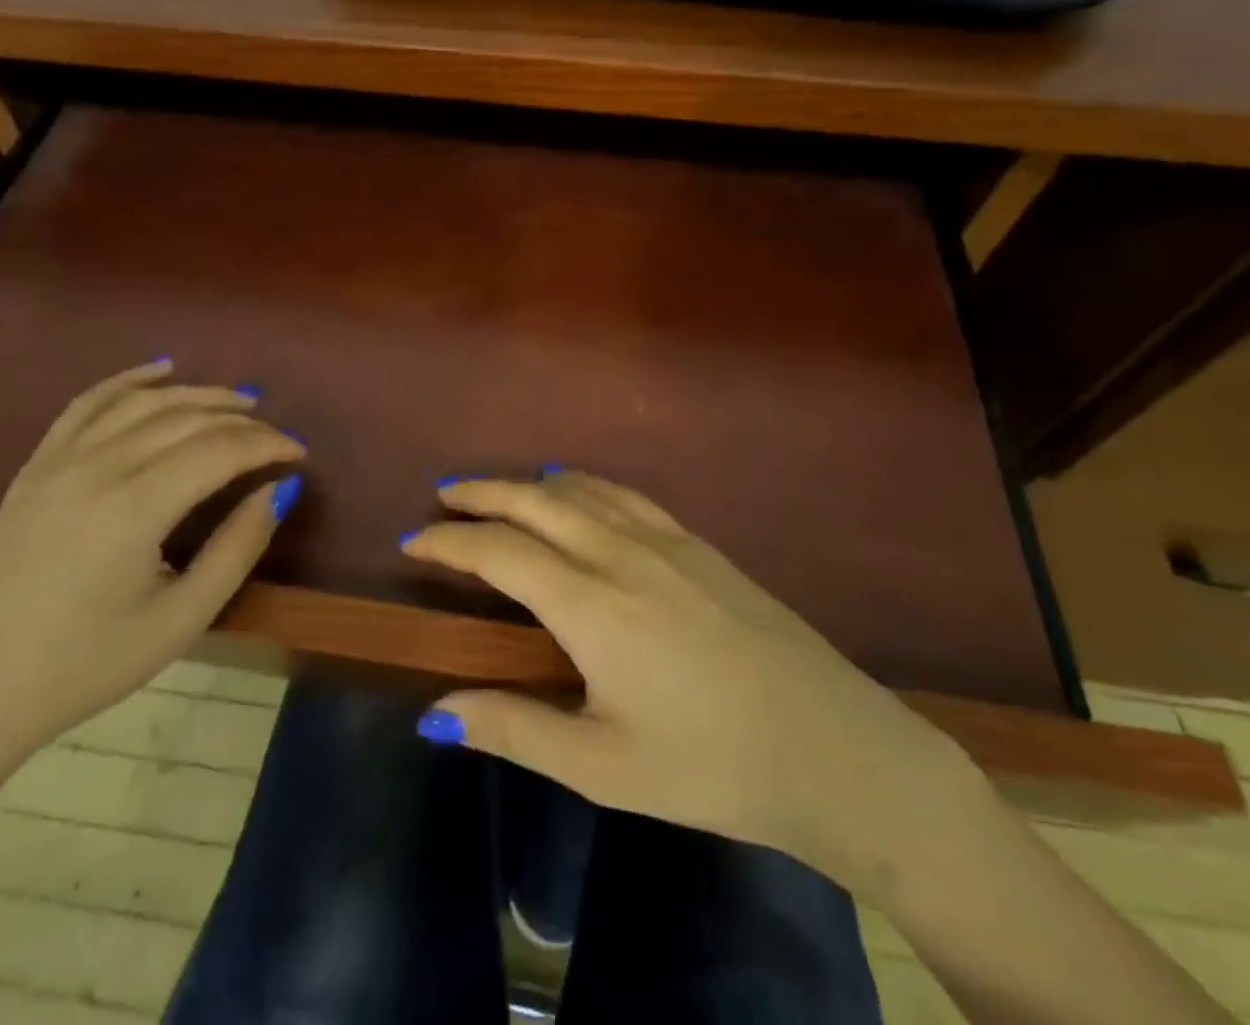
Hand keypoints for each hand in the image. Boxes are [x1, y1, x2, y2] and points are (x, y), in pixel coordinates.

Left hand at [0, 360, 303, 772]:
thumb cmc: (89, 664)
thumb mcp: (181, 620)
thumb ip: (238, 548)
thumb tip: (280, 489)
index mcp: (134, 509)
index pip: (219, 450)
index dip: (267, 445)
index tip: (299, 454)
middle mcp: (97, 469)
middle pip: (187, 420)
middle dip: (242, 422)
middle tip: (277, 436)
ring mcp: (59, 461)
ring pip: (143, 403)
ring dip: (197, 393)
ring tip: (238, 399)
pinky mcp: (36, 466)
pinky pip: (87, 404)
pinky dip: (128, 381)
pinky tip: (160, 370)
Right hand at [403, 472, 981, 893]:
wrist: (835, 747)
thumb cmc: (711, 766)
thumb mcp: (603, 767)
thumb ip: (515, 730)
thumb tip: (434, 715)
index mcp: (589, 604)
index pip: (499, 552)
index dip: (450, 542)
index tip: (414, 541)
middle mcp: (620, 554)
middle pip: (535, 502)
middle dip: (482, 493)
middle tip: (444, 493)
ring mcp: (665, 541)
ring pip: (581, 490)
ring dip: (529, 482)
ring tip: (497, 489)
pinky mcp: (699, 544)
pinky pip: (625, 495)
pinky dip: (585, 483)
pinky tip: (578, 489)